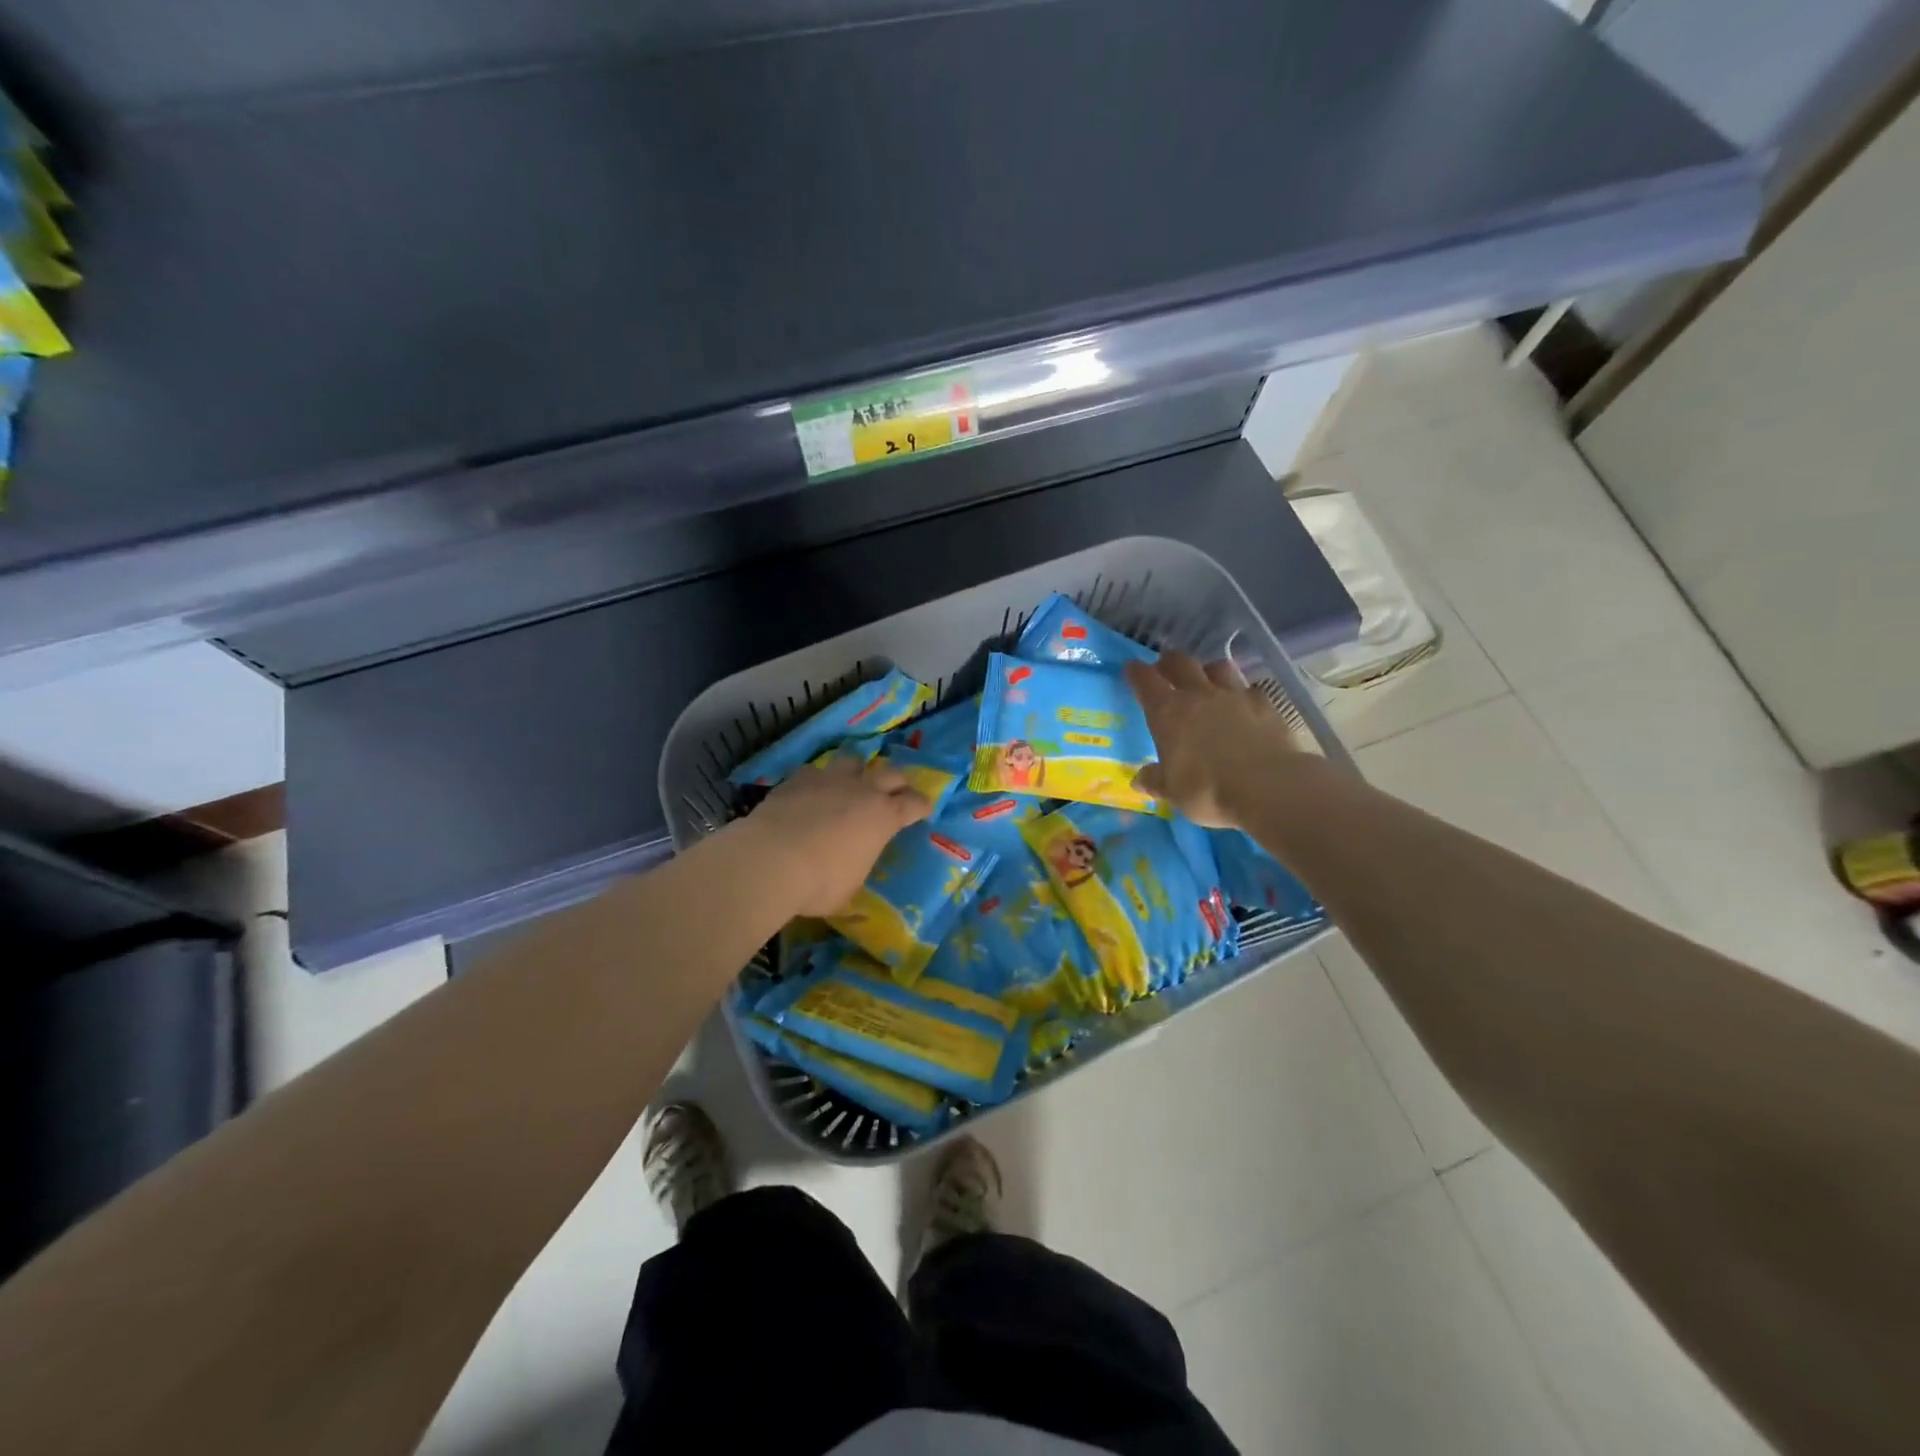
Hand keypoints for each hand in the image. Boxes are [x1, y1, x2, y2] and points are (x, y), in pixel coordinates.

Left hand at [731, 755, 932, 915]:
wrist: (771, 860)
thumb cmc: (820, 883)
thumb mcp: (850, 887)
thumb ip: (857, 867)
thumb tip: (852, 866)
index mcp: (884, 817)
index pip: (914, 803)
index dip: (921, 805)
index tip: (924, 808)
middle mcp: (862, 791)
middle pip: (890, 773)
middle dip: (897, 782)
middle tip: (895, 792)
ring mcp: (829, 780)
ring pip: (853, 761)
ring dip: (858, 772)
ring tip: (853, 783)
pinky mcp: (798, 779)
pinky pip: (816, 771)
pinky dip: (819, 780)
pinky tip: (813, 791)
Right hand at [1125, 653, 1303, 828]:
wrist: (1268, 786)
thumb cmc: (1208, 790)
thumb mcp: (1173, 792)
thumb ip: (1155, 781)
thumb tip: (1140, 779)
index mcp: (1167, 712)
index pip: (1145, 681)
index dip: (1136, 673)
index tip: (1131, 670)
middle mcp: (1198, 695)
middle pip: (1180, 662)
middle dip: (1169, 662)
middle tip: (1165, 670)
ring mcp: (1234, 695)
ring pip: (1217, 667)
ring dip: (1207, 671)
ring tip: (1207, 682)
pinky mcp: (1265, 704)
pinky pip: (1249, 689)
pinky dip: (1242, 694)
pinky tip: (1243, 706)